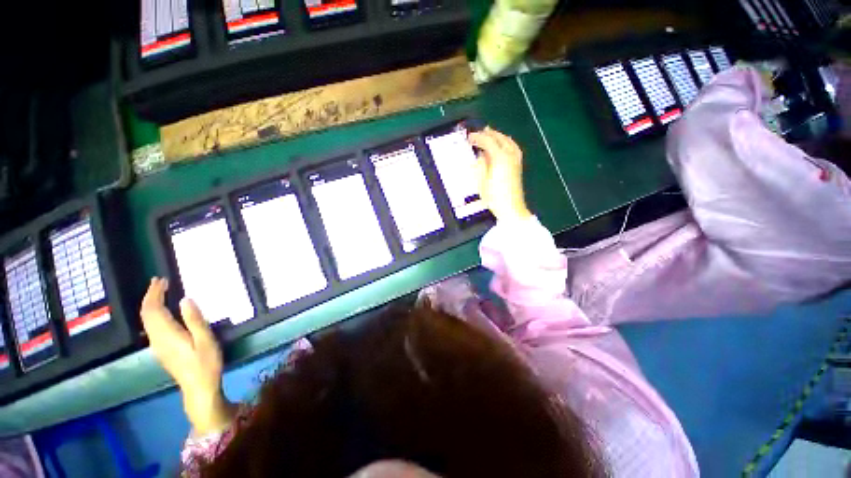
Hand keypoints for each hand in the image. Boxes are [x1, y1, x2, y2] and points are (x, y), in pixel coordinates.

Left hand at [140, 278, 235, 433]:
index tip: (161, 280)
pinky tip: (162, 312)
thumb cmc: (205, 363)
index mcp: (167, 334)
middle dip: (150, 296)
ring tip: (160, 292)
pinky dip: (154, 314)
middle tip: (159, 282)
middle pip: (146, 314)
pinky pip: (151, 326)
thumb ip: (195, 320)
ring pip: (146, 320)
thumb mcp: (205, 340)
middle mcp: (157, 338)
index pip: (153, 309)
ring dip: (150, 304)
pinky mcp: (161, 349)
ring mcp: (157, 345)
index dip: (154, 293)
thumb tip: (185, 299)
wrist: (198, 388)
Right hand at [468, 127, 531, 221]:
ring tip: (489, 134)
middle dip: (488, 134)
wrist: (511, 208)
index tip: (469, 137)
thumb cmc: (494, 197)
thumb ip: (481, 165)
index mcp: (500, 158)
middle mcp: (510, 155)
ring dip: (497, 136)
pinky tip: (501, 144)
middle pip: (499, 138)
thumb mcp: (482, 182)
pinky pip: (512, 146)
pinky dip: (505, 141)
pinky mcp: (518, 165)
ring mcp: (516, 159)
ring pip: (508, 140)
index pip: (488, 141)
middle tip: (477, 133)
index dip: (477, 137)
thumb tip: (480, 155)